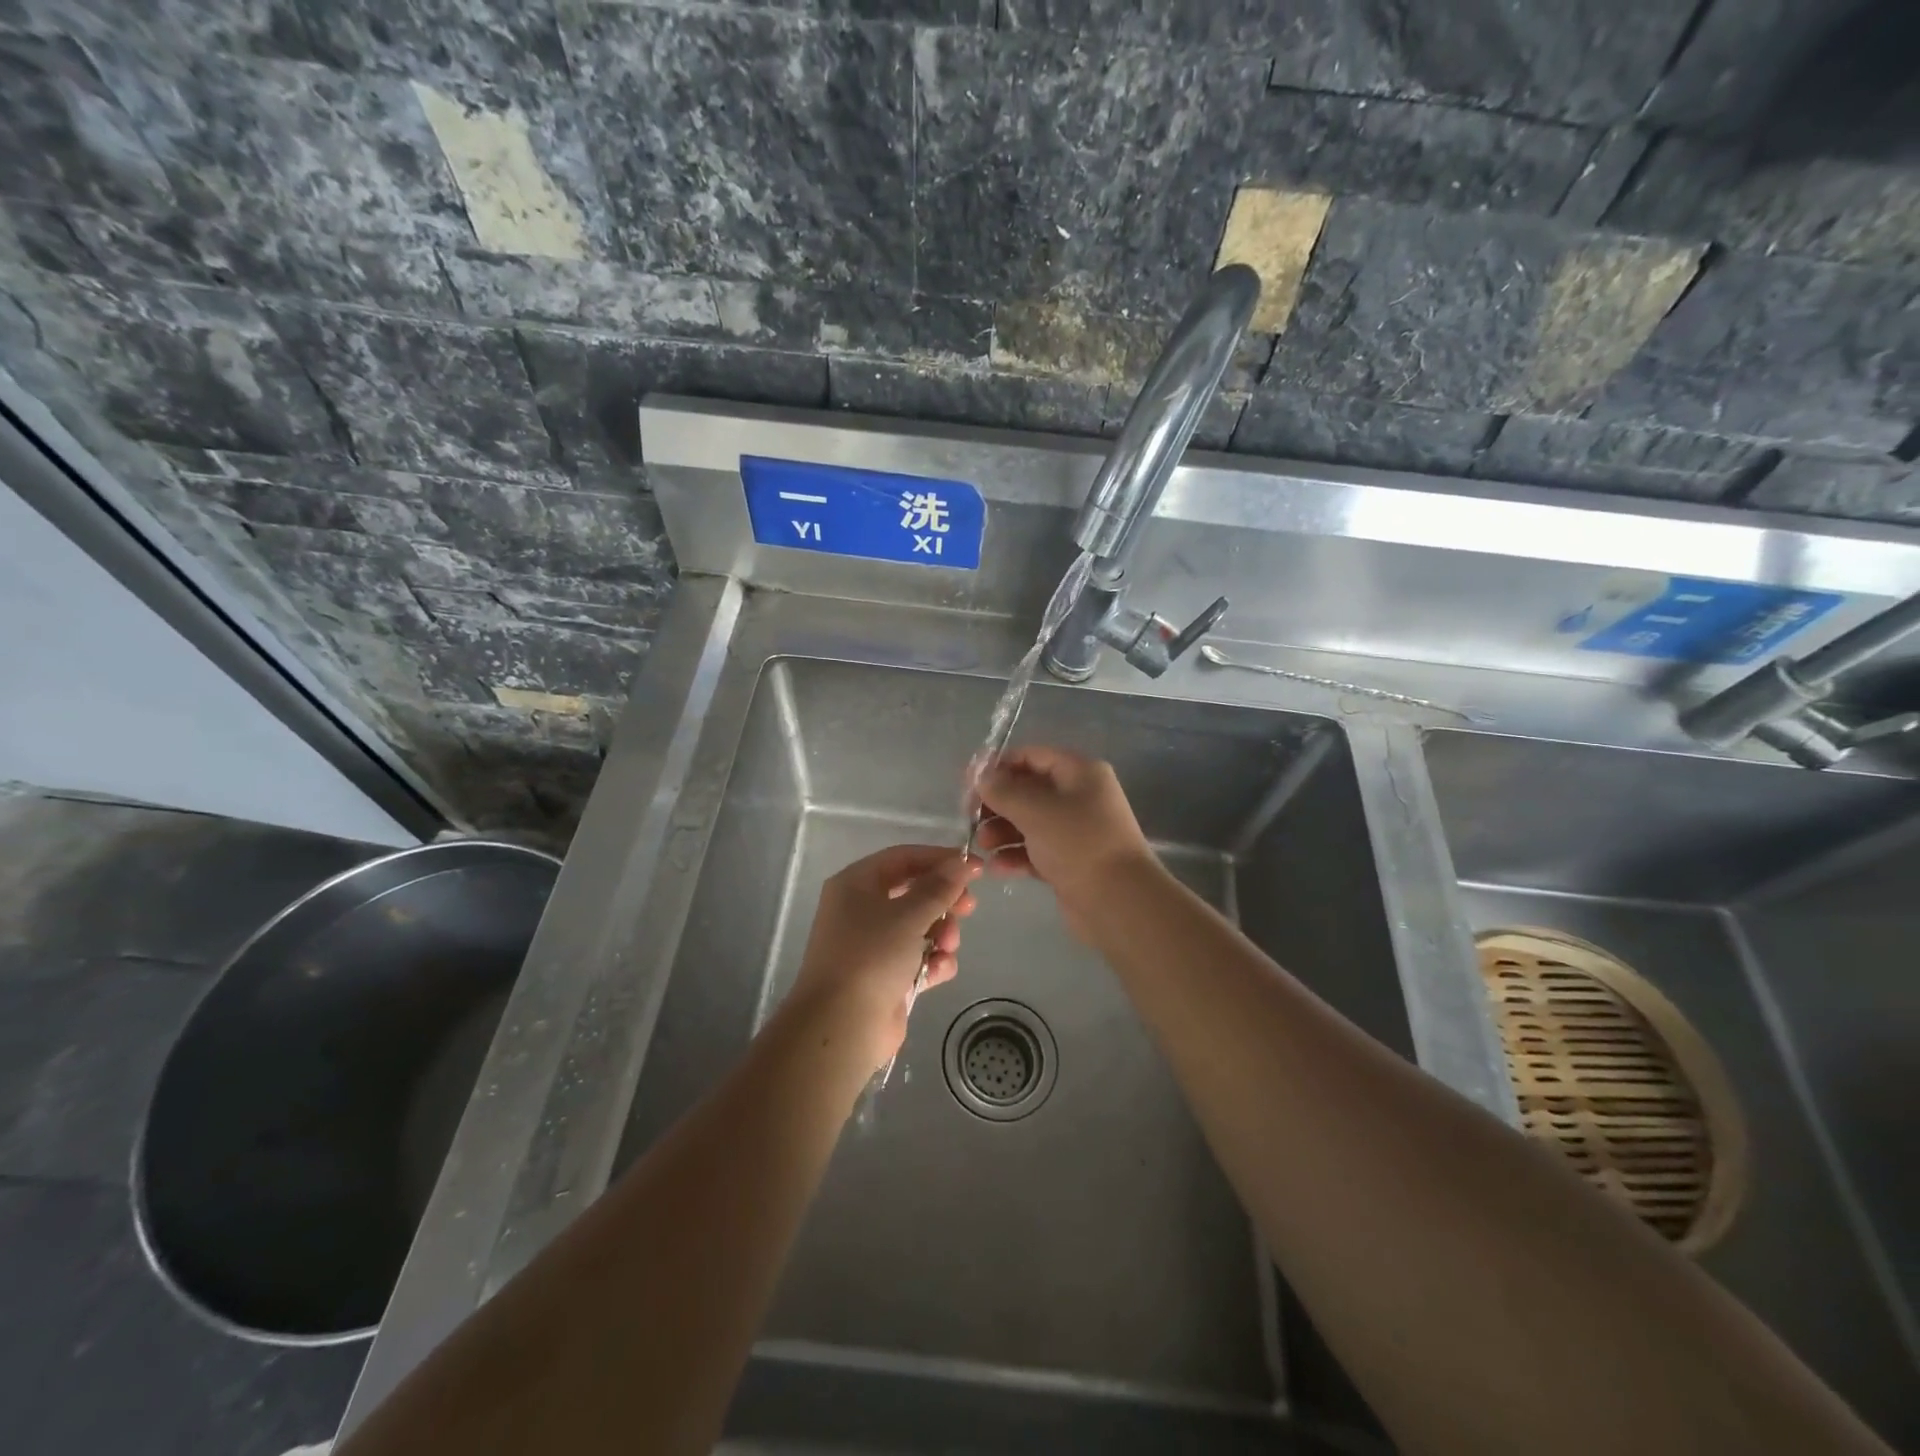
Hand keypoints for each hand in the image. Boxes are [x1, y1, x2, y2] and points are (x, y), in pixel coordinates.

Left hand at [785, 844, 979, 1071]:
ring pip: (920, 926)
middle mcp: (861, 909)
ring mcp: (872, 945)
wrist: (842, 1025)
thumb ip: (939, 887)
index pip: (903, 858)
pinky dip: (932, 962)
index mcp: (856, 884)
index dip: (939, 859)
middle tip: (969, 908)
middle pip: (913, 892)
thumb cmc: (871, 956)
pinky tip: (937, 971)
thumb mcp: (909, 915)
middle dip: (943, 901)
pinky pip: (917, 958)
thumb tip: (962, 862)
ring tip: (947, 947)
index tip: (975, 866)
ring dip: (942, 934)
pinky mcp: (885, 976)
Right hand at [974, 746, 1156, 940]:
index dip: (999, 766)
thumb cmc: (1078, 844)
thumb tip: (982, 776)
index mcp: (1080, 773)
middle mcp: (1080, 797)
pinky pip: (1035, 851)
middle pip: (1028, 790)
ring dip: (1002, 831)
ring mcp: (1076, 831)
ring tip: (983, 845)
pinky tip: (997, 868)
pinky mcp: (1070, 862)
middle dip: (998, 803)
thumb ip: (1004, 790)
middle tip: (971, 818)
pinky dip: (1015, 856)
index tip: (969, 783)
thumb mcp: (1036, 810)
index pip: (1032, 757)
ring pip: (1029, 822)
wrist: (1118, 902)